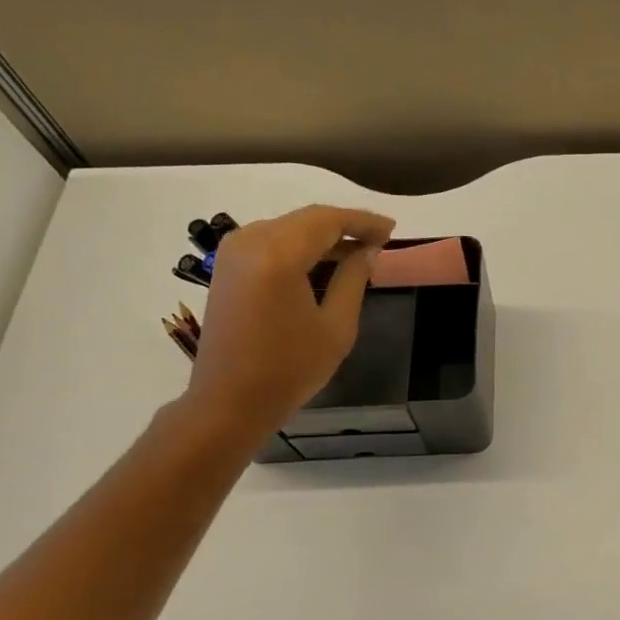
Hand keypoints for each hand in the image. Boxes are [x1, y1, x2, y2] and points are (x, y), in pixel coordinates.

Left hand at [181, 204, 395, 442]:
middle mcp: (251, 242)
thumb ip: (354, 279)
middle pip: (307, 219)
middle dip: (345, 225)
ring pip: (288, 227)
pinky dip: (300, 245)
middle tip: (380, 239)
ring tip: (358, 252)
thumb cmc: (290, 368)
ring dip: (323, 235)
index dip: (363, 221)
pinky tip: (324, 262)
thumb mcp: (337, 326)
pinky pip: (271, 241)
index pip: (328, 220)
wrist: (228, 401)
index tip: (392, 229)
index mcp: (278, 255)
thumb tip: (368, 250)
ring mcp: (233, 253)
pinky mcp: (227, 267)